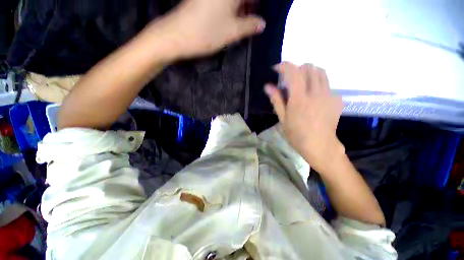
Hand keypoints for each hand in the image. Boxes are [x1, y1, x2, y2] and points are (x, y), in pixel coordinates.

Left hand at [151, 0, 264, 59]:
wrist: (177, 35)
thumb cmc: (207, 33)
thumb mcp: (233, 31)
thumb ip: (250, 26)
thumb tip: (262, 24)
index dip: (257, 5)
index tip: (258, 17)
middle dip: (249, 6)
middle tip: (252, 21)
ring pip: (231, 1)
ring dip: (239, 8)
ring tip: (242, 23)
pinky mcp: (203, 0)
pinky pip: (222, 3)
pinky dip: (229, 9)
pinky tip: (229, 19)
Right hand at [265, 62, 344, 171]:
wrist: (320, 146)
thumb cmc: (297, 135)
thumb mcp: (283, 119)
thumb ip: (277, 100)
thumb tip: (268, 86)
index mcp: (300, 99)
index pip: (293, 73)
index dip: (284, 66)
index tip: (277, 68)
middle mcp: (316, 93)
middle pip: (309, 68)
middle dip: (297, 68)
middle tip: (289, 78)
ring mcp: (329, 95)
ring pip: (320, 72)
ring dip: (308, 72)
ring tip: (301, 83)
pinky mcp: (337, 99)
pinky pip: (327, 84)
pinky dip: (317, 84)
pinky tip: (313, 96)